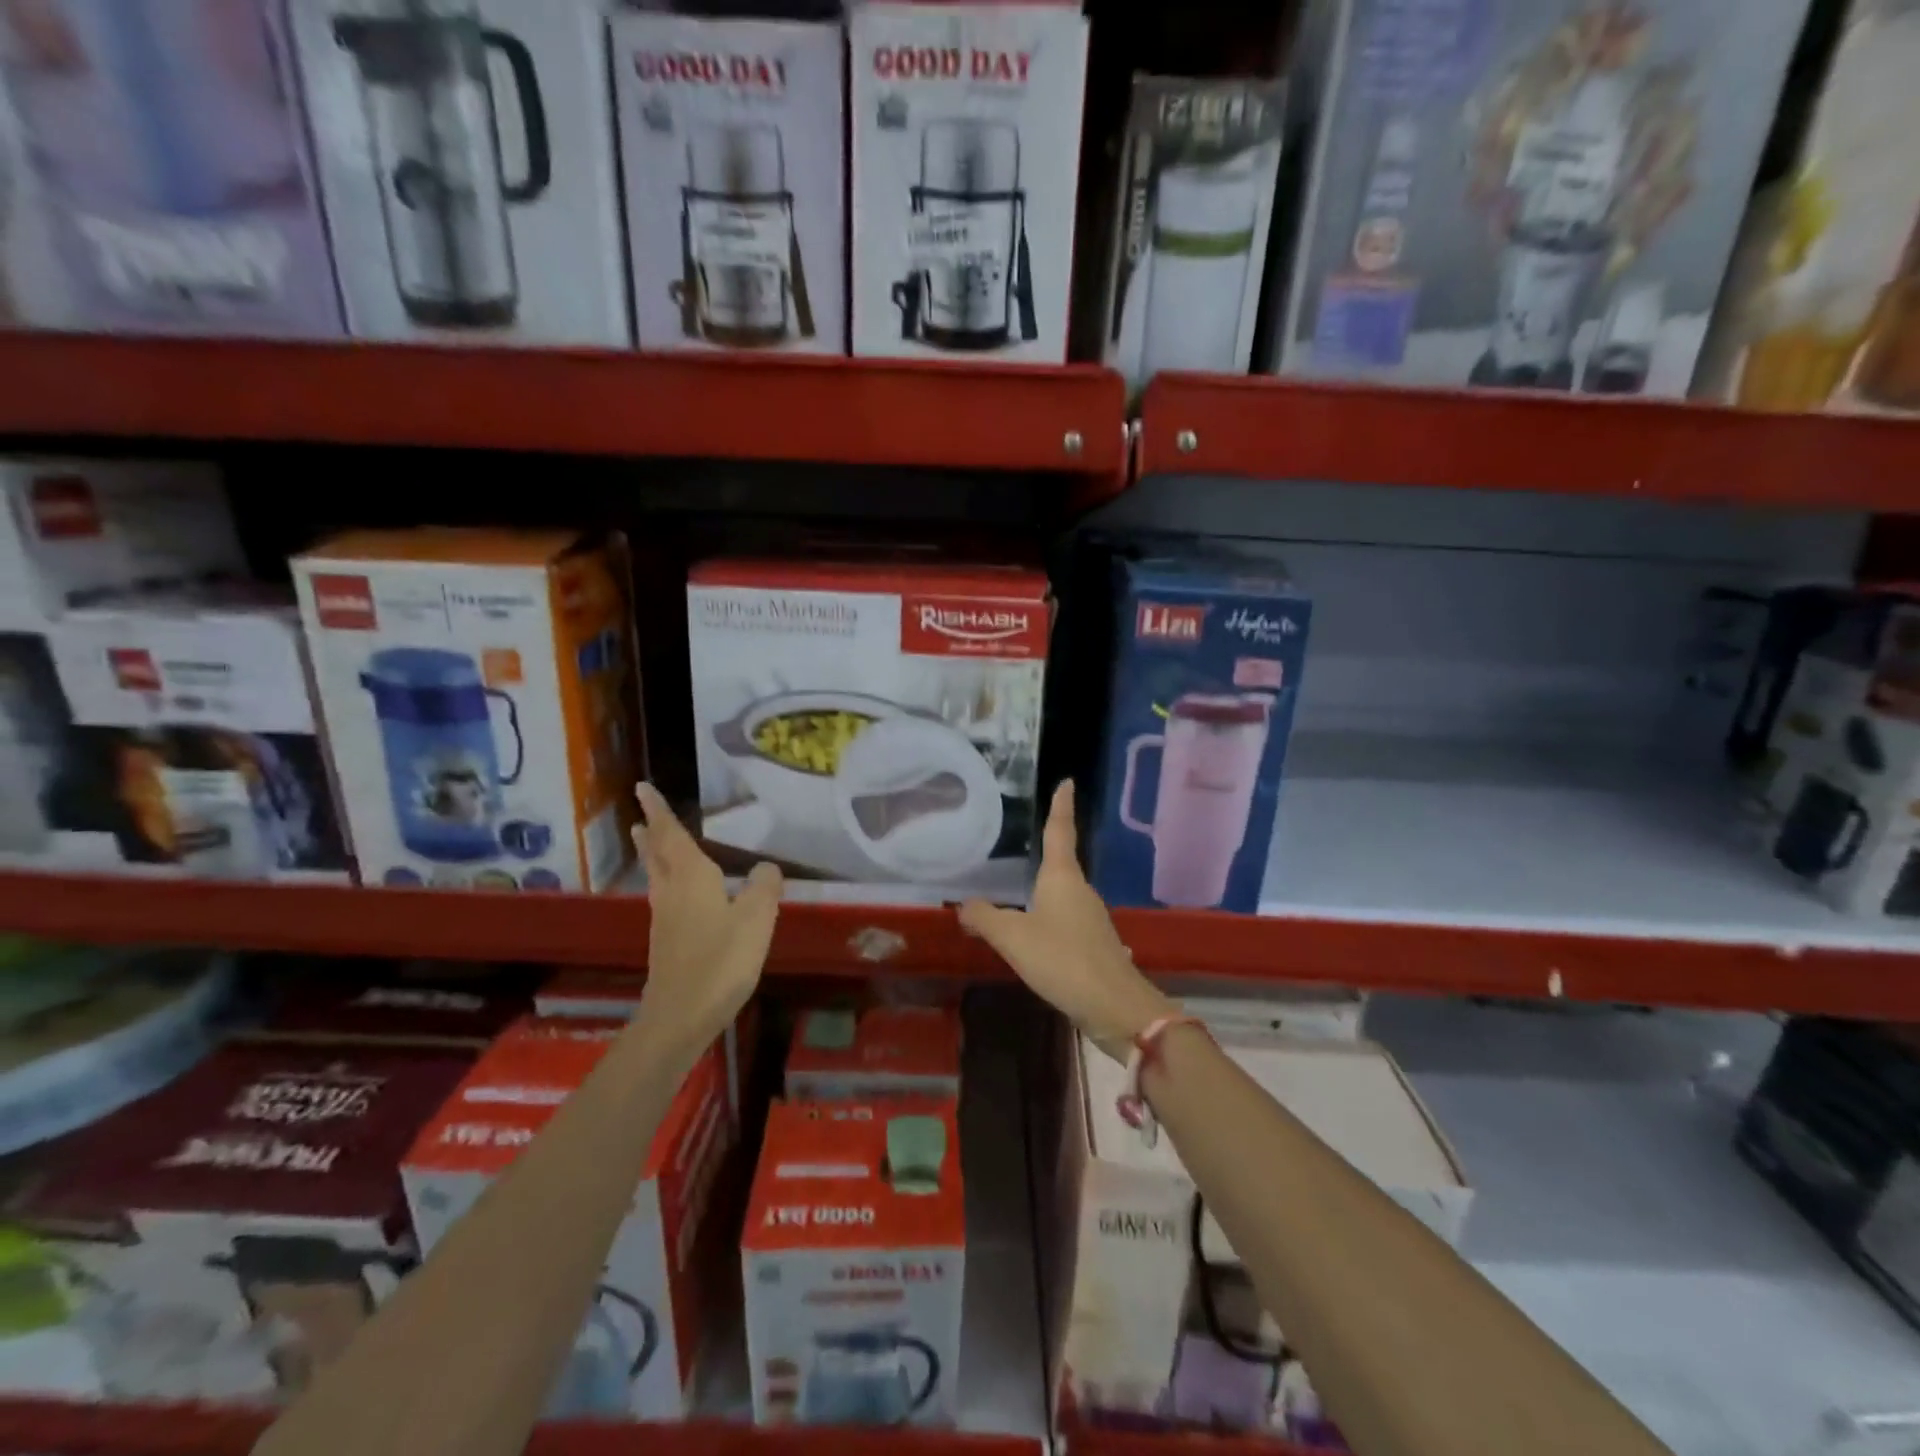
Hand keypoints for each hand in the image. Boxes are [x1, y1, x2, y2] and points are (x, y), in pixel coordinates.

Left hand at [633, 783, 781, 1060]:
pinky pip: (663, 895)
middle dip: (651, 831)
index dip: (659, 811)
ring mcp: (665, 918)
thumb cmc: (721, 960)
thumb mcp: (757, 918)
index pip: (672, 835)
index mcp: (692, 878)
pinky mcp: (666, 941)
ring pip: (656, 875)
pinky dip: (663, 879)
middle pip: (657, 854)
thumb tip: (766, 867)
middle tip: (641, 813)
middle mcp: (672, 891)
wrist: (681, 1015)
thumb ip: (764, 886)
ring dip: (652, 854)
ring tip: (647, 840)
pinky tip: (674, 890)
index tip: (642, 788)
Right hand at [960, 781, 1175, 1059]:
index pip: (1060, 831)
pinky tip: (1035, 937)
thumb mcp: (1013, 938)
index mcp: (1063, 878)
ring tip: (1019, 893)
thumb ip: (985, 918)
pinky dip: (1048, 920)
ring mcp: (1091, 918)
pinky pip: (1066, 921)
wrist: (1115, 1005)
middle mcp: (1080, 891)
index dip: (1060, 806)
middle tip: (1024, 842)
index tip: (1067, 782)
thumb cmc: (1062, 959)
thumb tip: (963, 905)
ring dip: (1044, 892)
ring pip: (1063, 895)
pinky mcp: (1095, 944)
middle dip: (1047, 851)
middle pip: (1062, 863)